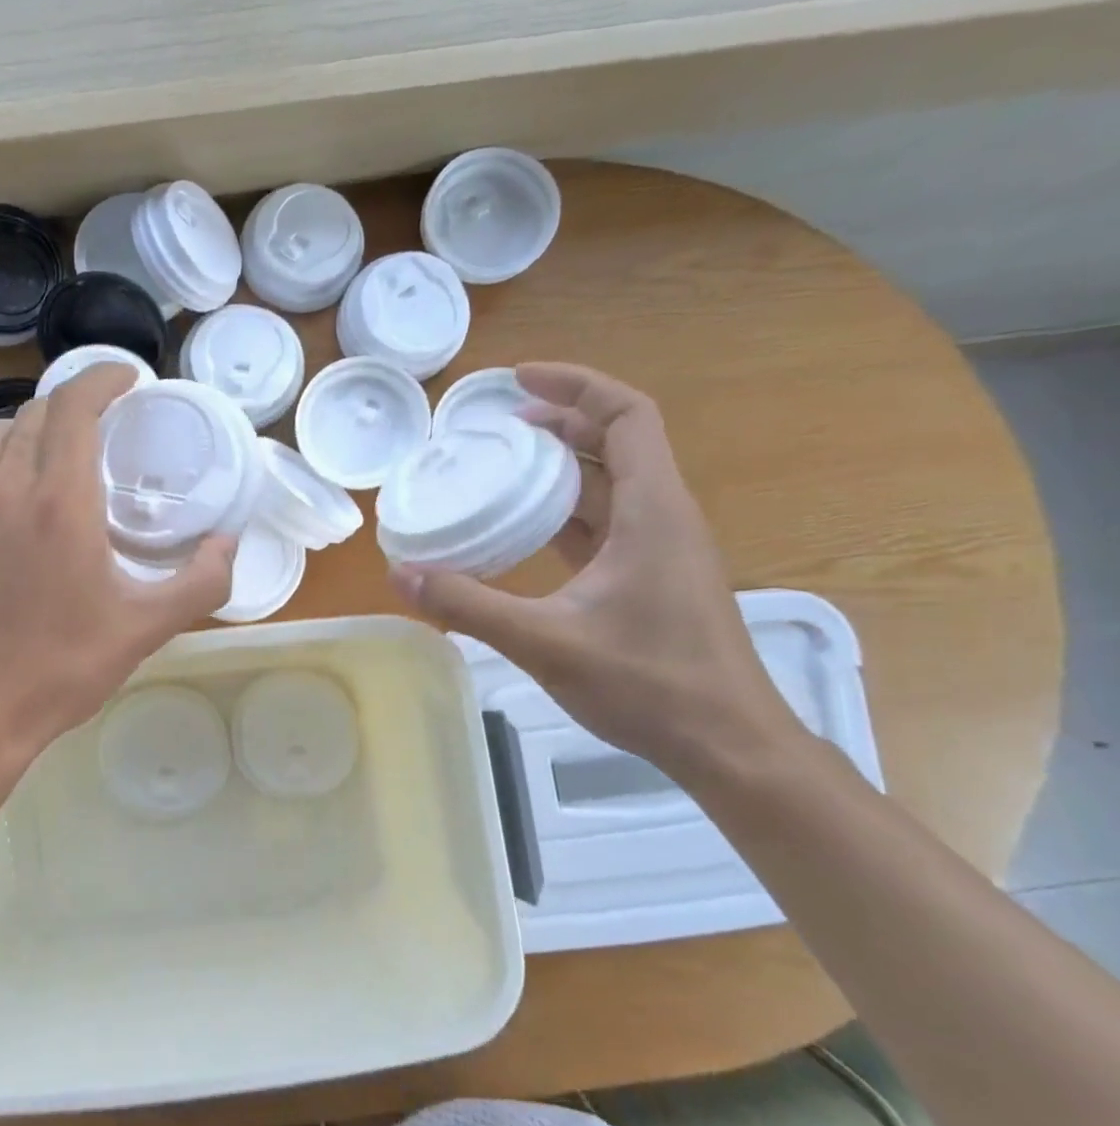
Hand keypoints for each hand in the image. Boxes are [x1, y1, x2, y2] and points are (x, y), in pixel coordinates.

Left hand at [0, 366, 236, 790]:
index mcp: (58, 503)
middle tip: (111, 420)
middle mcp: (7, 492)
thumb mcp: (146, 628)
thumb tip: (228, 543)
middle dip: (76, 400)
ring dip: (37, 426)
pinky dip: (9, 462)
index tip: (130, 377)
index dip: (102, 377)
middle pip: (37, 412)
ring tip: (67, 452)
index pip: (75, 406)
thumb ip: (200, 581)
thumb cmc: (63, 668)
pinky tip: (29, 503)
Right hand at [390, 363, 803, 780]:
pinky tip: (521, 533)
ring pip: (609, 486)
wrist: (726, 743)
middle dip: (559, 423)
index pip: (626, 416)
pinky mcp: (649, 581)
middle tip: (497, 426)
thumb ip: (468, 605)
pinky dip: (563, 515)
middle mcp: (662, 518)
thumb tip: (400, 575)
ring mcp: (659, 552)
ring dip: (560, 470)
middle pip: (617, 443)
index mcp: (652, 511)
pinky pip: (603, 526)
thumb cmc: (649, 684)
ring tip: (501, 470)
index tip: (518, 381)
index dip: (576, 386)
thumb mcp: (545, 641)